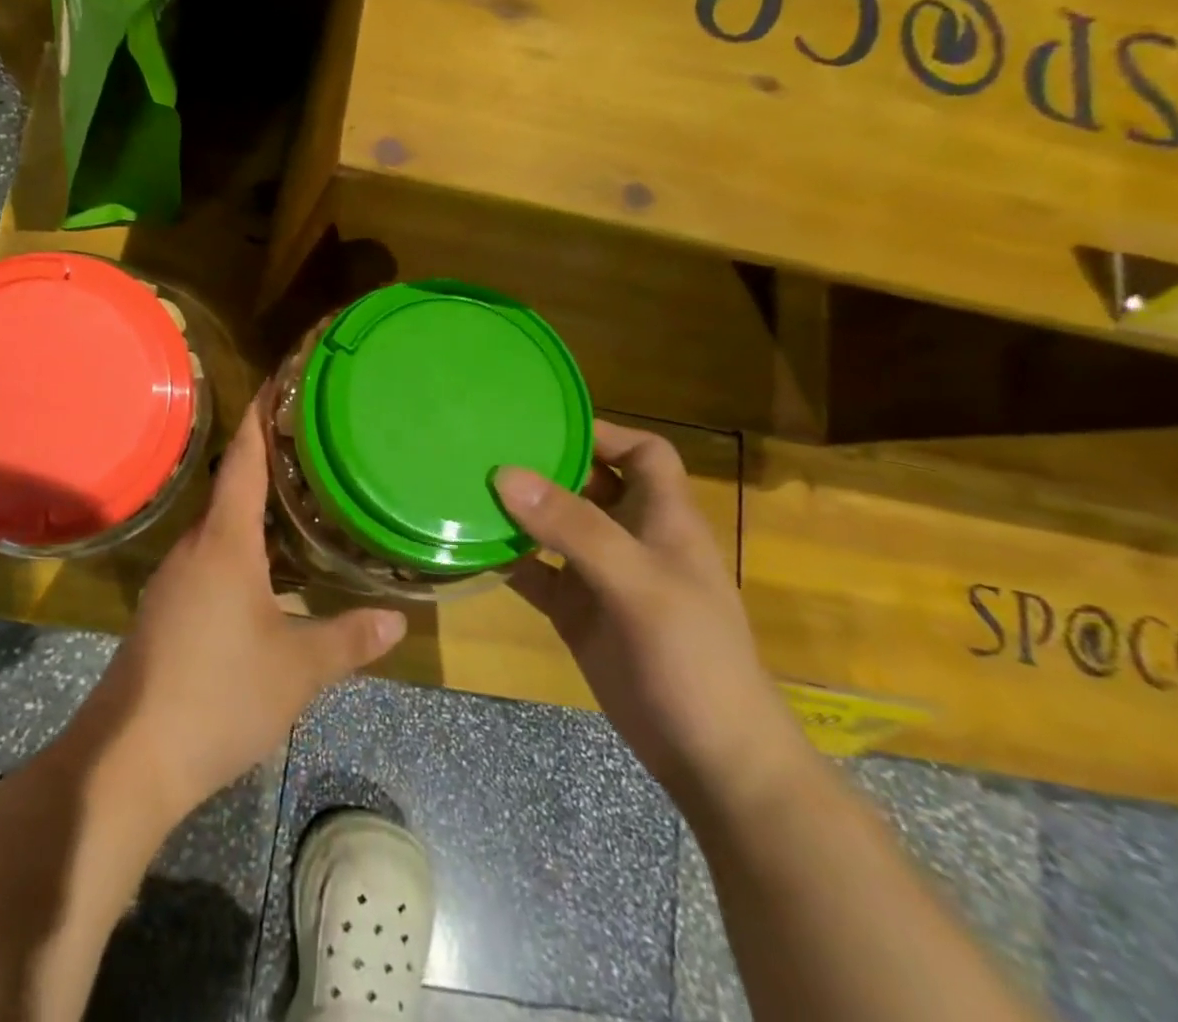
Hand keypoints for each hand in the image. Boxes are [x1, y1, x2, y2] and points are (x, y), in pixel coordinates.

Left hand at [77, 403, 406, 823]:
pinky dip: (242, 548)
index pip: (243, 459)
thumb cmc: (220, 695)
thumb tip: (397, 619)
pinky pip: (210, 558)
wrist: (130, 756)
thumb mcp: (297, 669)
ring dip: (256, 512)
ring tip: (301, 504)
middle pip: (232, 488)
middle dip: (269, 464)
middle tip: (314, 447)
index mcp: (225, 541)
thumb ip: (348, 639)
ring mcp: (175, 578)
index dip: (260, 416)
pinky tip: (269, 573)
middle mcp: (195, 547)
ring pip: (221, 528)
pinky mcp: (167, 608)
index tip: (276, 380)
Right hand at [497, 420, 809, 822]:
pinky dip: (508, 558)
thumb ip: (573, 527)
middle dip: (544, 463)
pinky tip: (472, 547)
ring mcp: (601, 577)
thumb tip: (504, 473)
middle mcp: (630, 538)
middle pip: (588, 482)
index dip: (603, 431)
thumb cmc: (692, 658)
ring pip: (554, 527)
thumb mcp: (637, 582)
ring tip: (465, 485)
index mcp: (663, 519)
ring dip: (518, 510)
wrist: (712, 761)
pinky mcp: (577, 613)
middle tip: (484, 444)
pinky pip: (536, 572)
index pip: (642, 453)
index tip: (543, 418)